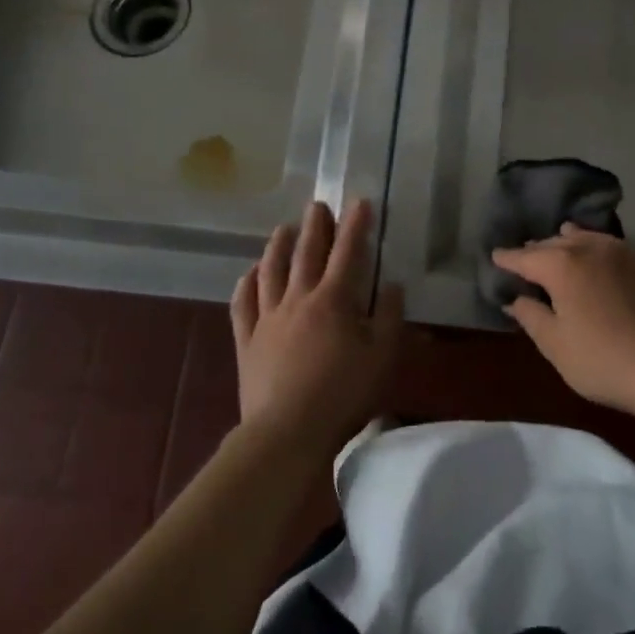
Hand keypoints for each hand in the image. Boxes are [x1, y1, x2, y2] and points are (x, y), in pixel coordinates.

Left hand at [231, 199, 403, 461]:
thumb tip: (392, 285)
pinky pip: (242, 304)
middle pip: (306, 253)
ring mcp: (268, 318)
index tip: (359, 202)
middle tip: (317, 205)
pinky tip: (248, 274)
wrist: (287, 431)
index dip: (355, 225)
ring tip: (283, 229)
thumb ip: (390, 318)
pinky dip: (246, 284)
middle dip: (315, 226)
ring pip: (271, 271)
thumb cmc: (343, 395)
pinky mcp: (247, 340)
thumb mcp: (383, 358)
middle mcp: (298, 299)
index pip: (348, 252)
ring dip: (278, 246)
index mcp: (334, 300)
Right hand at [491, 225, 634, 411]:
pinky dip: (596, 248)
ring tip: (561, 241)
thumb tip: (516, 300)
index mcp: (561, 265)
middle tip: (526, 256)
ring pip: (586, 238)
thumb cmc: (602, 359)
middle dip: (537, 249)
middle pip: (555, 242)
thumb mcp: (555, 345)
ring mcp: (622, 251)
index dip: (508, 258)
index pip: (525, 257)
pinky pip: (612, 246)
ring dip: (569, 240)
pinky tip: (599, 258)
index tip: (496, 256)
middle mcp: (589, 248)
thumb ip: (531, 316)